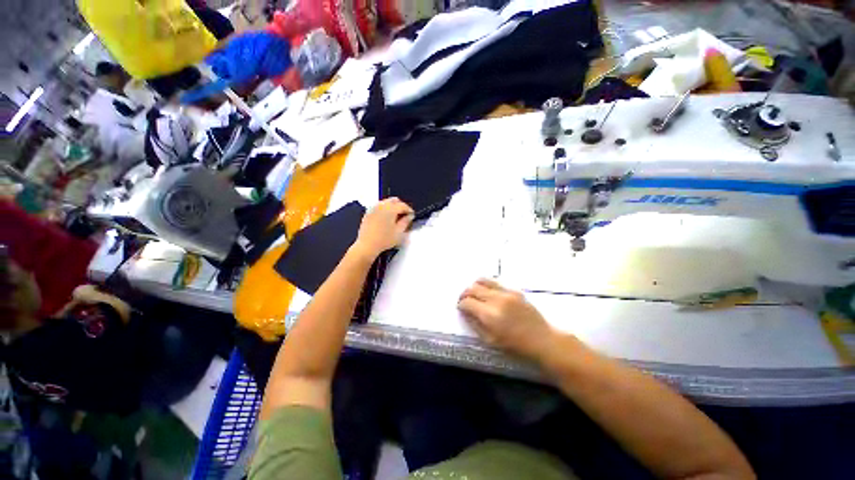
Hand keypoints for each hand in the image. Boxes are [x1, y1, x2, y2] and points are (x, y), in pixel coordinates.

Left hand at [353, 198, 414, 258]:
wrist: (367, 245)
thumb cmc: (384, 240)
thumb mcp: (399, 232)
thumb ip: (406, 222)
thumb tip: (409, 216)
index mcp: (390, 209)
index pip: (403, 205)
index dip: (409, 210)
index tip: (411, 215)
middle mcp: (381, 206)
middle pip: (394, 200)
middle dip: (400, 206)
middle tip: (404, 215)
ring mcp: (373, 208)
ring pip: (386, 202)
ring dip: (392, 206)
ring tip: (395, 217)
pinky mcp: (368, 212)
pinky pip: (378, 206)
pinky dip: (384, 209)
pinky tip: (386, 218)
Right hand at [458, 279, 555, 359]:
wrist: (542, 340)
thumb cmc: (515, 346)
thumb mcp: (490, 341)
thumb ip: (474, 324)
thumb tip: (465, 311)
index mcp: (489, 315)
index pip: (467, 302)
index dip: (461, 304)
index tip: (460, 307)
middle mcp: (496, 300)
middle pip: (473, 288)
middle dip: (465, 293)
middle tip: (464, 300)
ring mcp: (507, 293)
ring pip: (483, 280)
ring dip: (475, 286)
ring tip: (474, 294)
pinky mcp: (514, 290)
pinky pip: (495, 283)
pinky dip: (487, 286)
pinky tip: (488, 294)